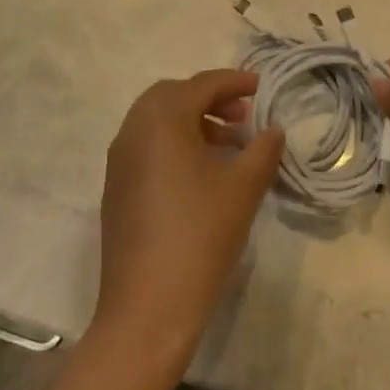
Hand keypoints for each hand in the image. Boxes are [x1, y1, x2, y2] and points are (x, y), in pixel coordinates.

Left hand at [94, 69, 283, 364]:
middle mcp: (133, 132)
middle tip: (243, 115)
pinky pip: (147, 146)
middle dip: (209, 98)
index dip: (234, 82)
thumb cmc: (200, 237)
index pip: (201, 85)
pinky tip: (203, 172)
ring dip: (193, 121)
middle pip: (172, 95)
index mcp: (161, 122)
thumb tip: (273, 130)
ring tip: (230, 144)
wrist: (148, 308)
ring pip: (157, 121)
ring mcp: (120, 161)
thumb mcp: (243, 188)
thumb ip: (263, 149)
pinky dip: (175, 143)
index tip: (262, 86)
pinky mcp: (117, 189)